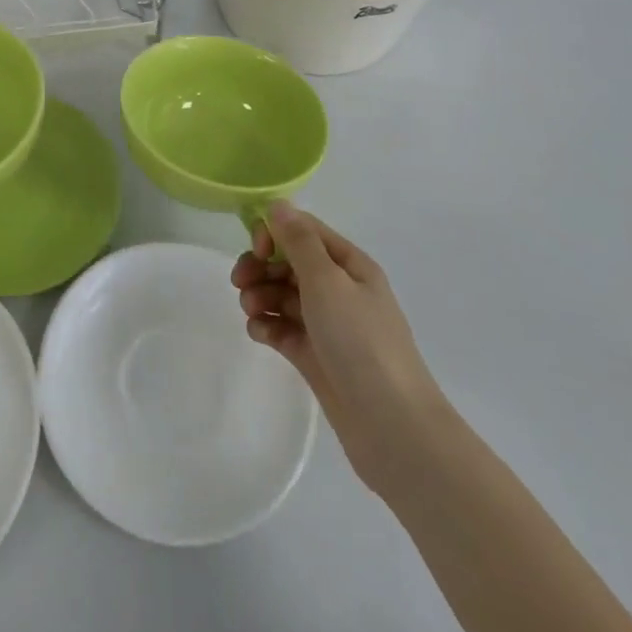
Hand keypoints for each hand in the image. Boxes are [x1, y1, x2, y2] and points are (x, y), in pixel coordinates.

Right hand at [233, 201, 443, 497]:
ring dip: (260, 296)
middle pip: (289, 263)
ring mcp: (327, 325)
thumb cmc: (360, 342)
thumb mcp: (327, 282)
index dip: (275, 233)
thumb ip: (299, 242)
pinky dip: (268, 327)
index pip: (304, 231)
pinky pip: (283, 329)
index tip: (256, 250)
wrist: (391, 426)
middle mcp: (339, 289)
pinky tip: (260, 334)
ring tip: (251, 313)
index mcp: (349, 265)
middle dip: (261, 267)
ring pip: (282, 296)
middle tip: (240, 282)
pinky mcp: (315, 356)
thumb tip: (279, 204)